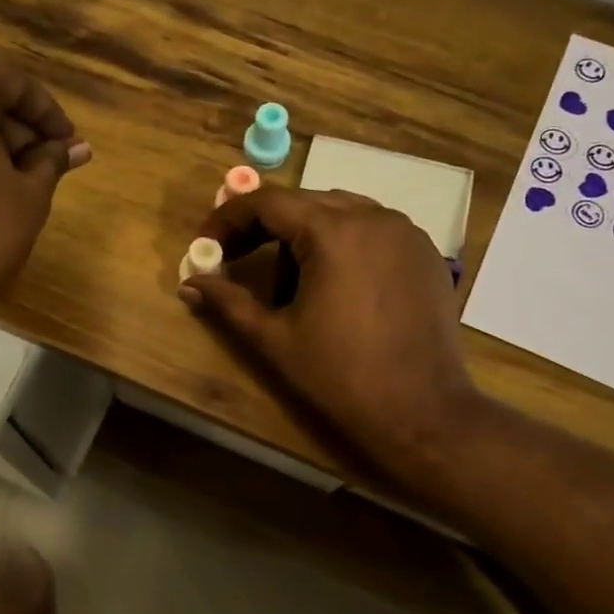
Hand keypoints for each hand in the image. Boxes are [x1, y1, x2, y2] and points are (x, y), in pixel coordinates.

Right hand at [180, 186, 474, 483]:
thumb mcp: (275, 338)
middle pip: (303, 203)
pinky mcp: (425, 252)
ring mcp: (405, 231)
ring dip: (304, 234)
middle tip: (236, 259)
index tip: (206, 244)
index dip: (228, 219)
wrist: (422, 411)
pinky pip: (372, 229)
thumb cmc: (340, 375)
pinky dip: (343, 243)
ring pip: (339, 212)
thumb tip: (188, 284)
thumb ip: (228, 302)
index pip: (266, 202)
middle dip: (264, 227)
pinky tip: (335, 283)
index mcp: (332, 231)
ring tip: (289, 280)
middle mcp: (372, 216)